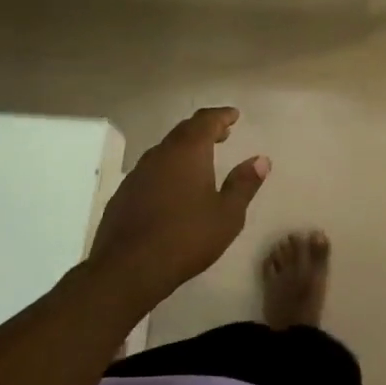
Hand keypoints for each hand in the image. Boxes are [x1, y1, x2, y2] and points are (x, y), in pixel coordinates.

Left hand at [88, 107, 269, 308]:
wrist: (127, 268)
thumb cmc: (186, 237)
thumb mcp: (227, 214)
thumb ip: (244, 184)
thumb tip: (261, 159)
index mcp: (188, 152)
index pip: (206, 121)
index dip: (222, 116)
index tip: (234, 115)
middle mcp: (160, 154)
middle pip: (184, 130)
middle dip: (204, 129)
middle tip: (222, 133)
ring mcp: (137, 173)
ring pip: (165, 150)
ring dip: (185, 148)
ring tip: (200, 159)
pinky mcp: (123, 194)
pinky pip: (151, 170)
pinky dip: (168, 168)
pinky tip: (173, 187)